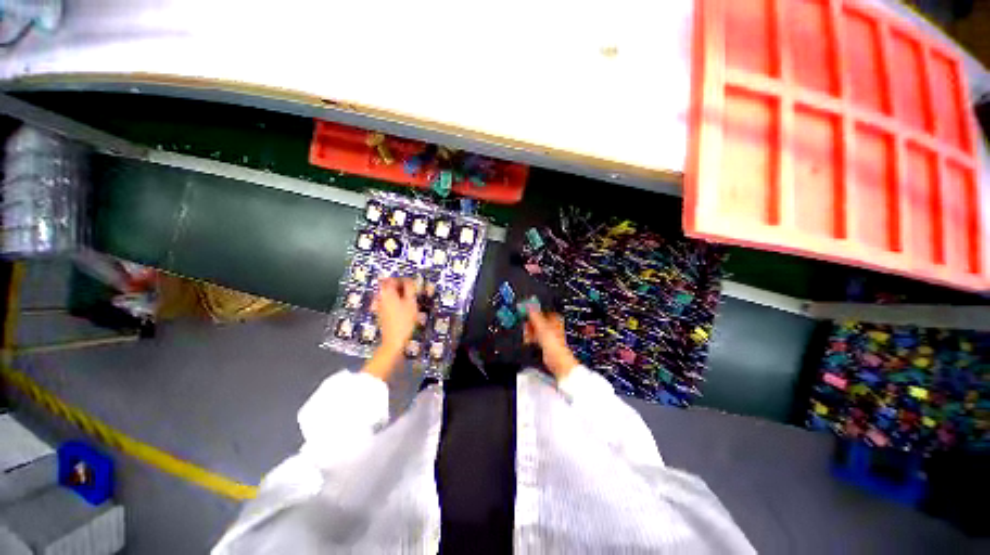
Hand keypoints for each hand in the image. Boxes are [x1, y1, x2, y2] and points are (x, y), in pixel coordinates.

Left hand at [362, 278, 417, 380]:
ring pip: (389, 294)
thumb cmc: (404, 320)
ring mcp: (379, 305)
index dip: (402, 278)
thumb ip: (410, 289)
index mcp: (387, 292)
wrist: (394, 340)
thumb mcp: (411, 302)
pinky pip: (388, 302)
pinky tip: (404, 308)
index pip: (392, 278)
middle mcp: (380, 297)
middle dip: (400, 286)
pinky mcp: (381, 313)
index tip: (411, 283)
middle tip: (411, 290)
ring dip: (398, 294)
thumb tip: (409, 280)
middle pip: (388, 285)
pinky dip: (395, 301)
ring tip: (409, 299)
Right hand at [525, 311, 579, 379]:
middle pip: (538, 320)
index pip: (542, 309)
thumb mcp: (541, 326)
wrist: (557, 360)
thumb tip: (529, 305)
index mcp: (555, 318)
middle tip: (525, 324)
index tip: (526, 311)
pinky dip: (531, 338)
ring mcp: (549, 335)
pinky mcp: (545, 343)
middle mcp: (553, 325)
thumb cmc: (555, 344)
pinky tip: (528, 340)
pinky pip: (536, 337)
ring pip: (536, 329)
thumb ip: (534, 314)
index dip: (534, 310)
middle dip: (530, 322)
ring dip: (530, 330)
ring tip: (526, 333)